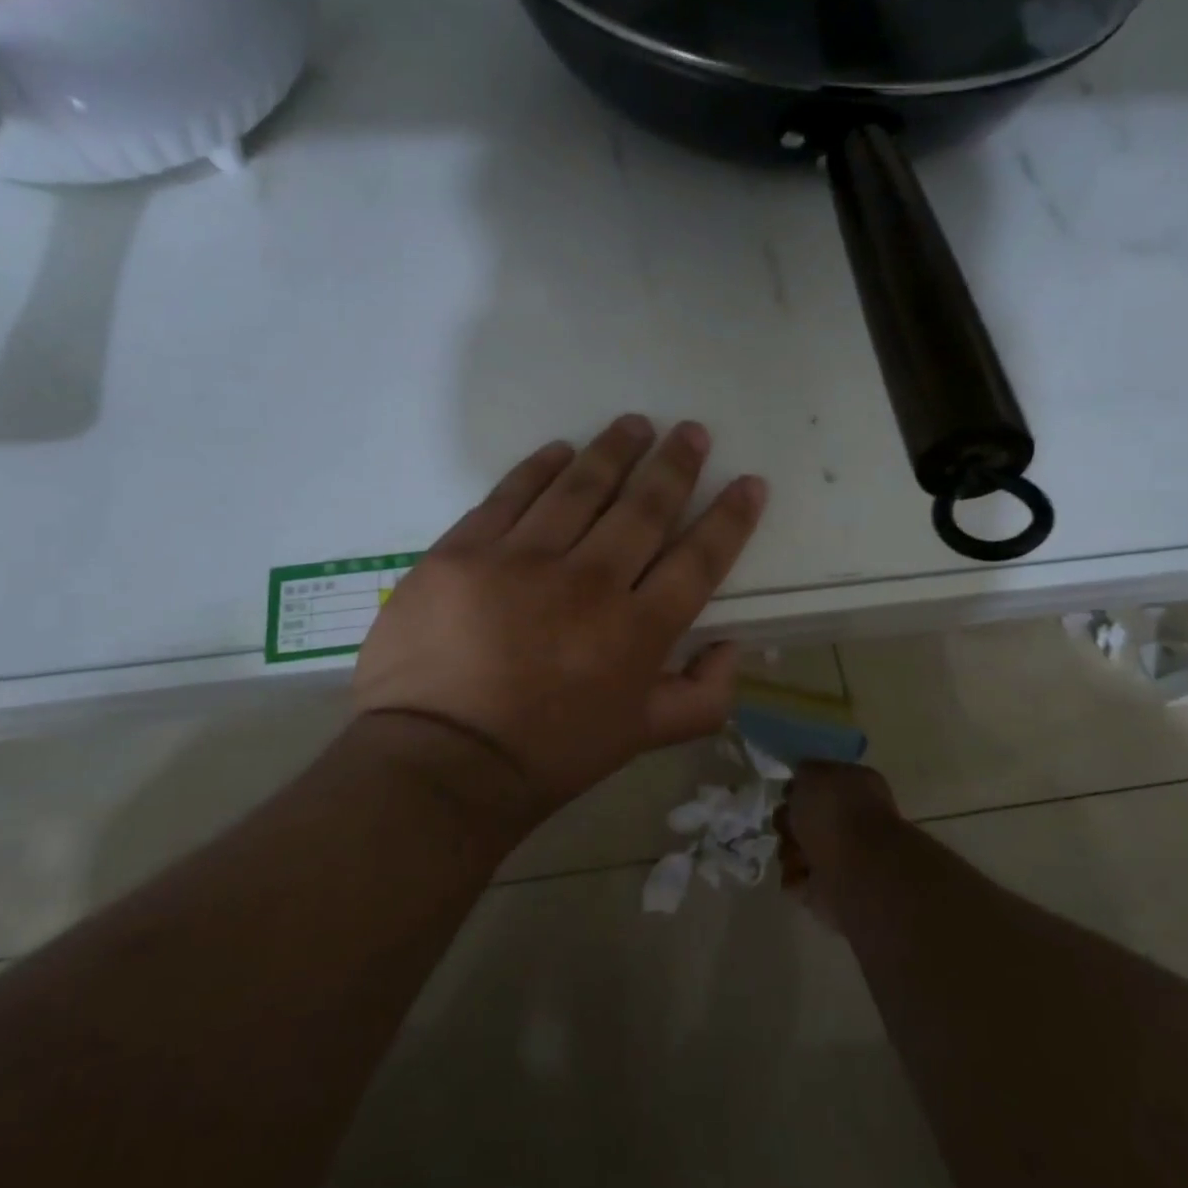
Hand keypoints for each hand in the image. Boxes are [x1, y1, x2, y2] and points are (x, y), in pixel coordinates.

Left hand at [353, 415, 766, 814]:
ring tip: (635, 424)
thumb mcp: (641, 740)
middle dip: (676, 465)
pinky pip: (511, 494)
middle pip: (644, 508)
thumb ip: (702, 698)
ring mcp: (521, 560)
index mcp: (637, 631)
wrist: (438, 762)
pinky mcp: (464, 550)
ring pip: (580, 487)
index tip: (748, 482)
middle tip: (692, 432)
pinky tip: (560, 450)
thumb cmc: (546, 756)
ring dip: (614, 450)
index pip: (699, 558)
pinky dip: (540, 467)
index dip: (730, 518)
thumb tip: (732, 647)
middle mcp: (589, 582)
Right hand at [777, 761, 901, 932]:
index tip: (788, 794)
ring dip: (789, 850)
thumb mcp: (812, 773)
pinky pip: (797, 880)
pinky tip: (802, 872)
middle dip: (788, 821)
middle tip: (789, 825)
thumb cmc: (835, 813)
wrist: (858, 870)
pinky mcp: (830, 891)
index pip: (820, 784)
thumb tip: (799, 785)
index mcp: (855, 788)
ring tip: (799, 853)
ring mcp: (842, 858)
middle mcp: (851, 822)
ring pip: (796, 848)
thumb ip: (803, 772)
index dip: (798, 788)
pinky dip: (794, 877)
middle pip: (803, 818)